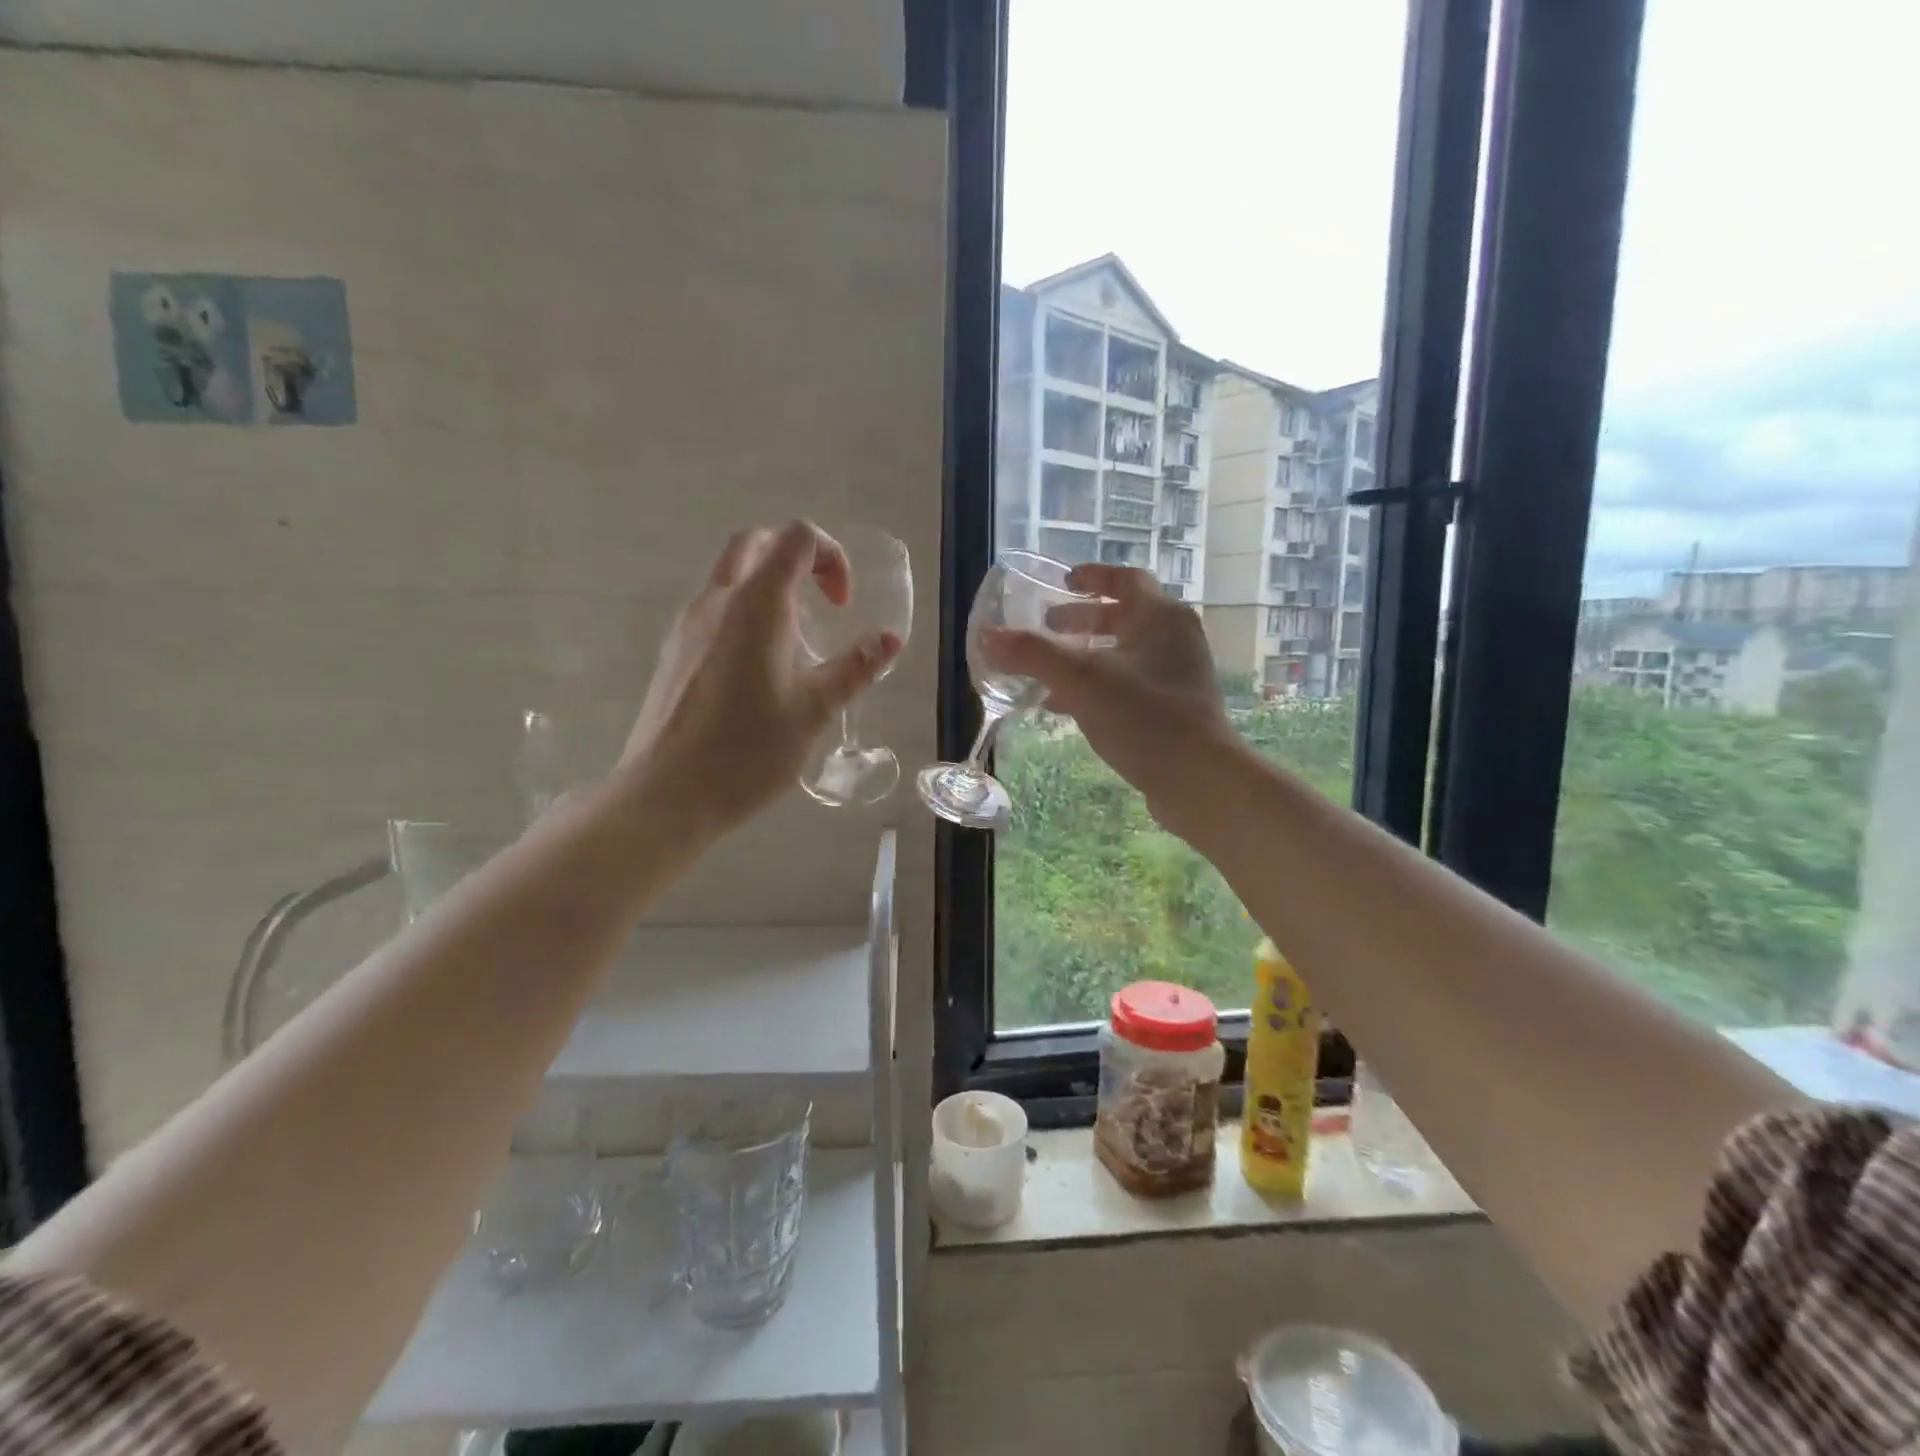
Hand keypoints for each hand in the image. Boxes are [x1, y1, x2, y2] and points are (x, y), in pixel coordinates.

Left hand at [621, 520, 900, 832]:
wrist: (667, 795)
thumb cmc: (748, 751)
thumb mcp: (814, 711)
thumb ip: (854, 669)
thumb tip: (890, 640)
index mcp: (756, 605)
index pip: (796, 538)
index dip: (831, 557)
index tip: (843, 607)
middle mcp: (717, 601)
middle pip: (756, 543)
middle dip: (797, 558)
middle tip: (822, 602)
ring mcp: (689, 626)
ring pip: (731, 575)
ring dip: (770, 586)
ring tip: (798, 641)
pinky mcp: (675, 653)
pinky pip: (715, 609)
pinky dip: (747, 613)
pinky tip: (762, 669)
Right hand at [980, 564, 1236, 817]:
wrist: (1198, 779)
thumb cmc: (1143, 717)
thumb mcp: (1080, 681)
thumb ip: (1033, 656)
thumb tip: (988, 637)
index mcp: (1159, 617)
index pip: (1126, 579)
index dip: (1093, 576)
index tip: (1062, 582)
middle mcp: (1175, 639)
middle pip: (1125, 616)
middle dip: (1084, 619)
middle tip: (1049, 626)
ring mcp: (1179, 675)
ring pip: (1126, 653)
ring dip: (1088, 656)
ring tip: (1049, 671)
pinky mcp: (1176, 709)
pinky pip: (1131, 684)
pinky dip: (1099, 686)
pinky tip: (1069, 708)